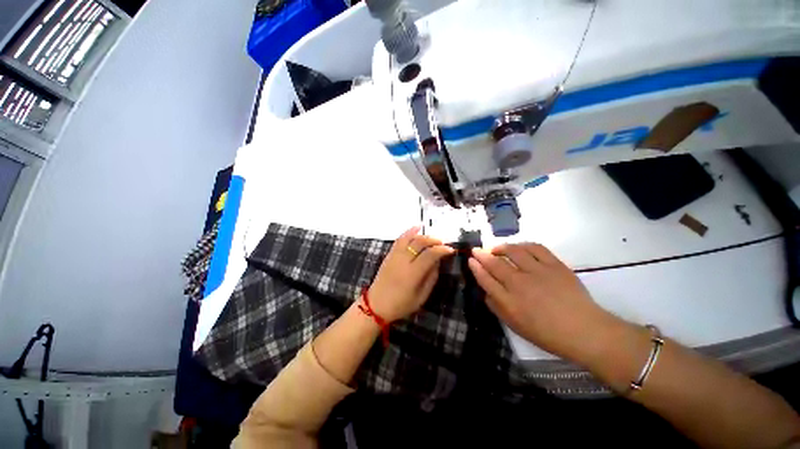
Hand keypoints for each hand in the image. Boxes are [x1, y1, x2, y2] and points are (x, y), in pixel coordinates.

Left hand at [368, 226, 454, 322]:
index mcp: (412, 274)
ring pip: (410, 238)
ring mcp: (394, 256)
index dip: (442, 250)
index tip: (451, 250)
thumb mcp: (421, 296)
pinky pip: (399, 239)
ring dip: (423, 235)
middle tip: (443, 243)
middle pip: (420, 243)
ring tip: (433, 237)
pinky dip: (409, 232)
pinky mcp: (389, 254)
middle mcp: (403, 261)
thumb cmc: (401, 305)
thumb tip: (438, 262)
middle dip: (434, 240)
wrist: (376, 305)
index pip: (430, 255)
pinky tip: (417, 228)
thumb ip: (431, 278)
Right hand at [468, 243, 614, 360]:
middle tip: (476, 249)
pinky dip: (524, 245)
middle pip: (495, 263)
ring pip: (513, 251)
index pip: (485, 279)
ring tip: (496, 248)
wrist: (585, 331)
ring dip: (501, 247)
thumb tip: (485, 291)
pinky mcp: (555, 265)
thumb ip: (496, 307)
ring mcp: (538, 272)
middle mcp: (520, 284)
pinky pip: (535, 248)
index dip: (475, 268)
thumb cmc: (547, 333)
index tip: (470, 260)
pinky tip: (519, 248)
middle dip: (482, 254)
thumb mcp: (515, 326)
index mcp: (509, 302)